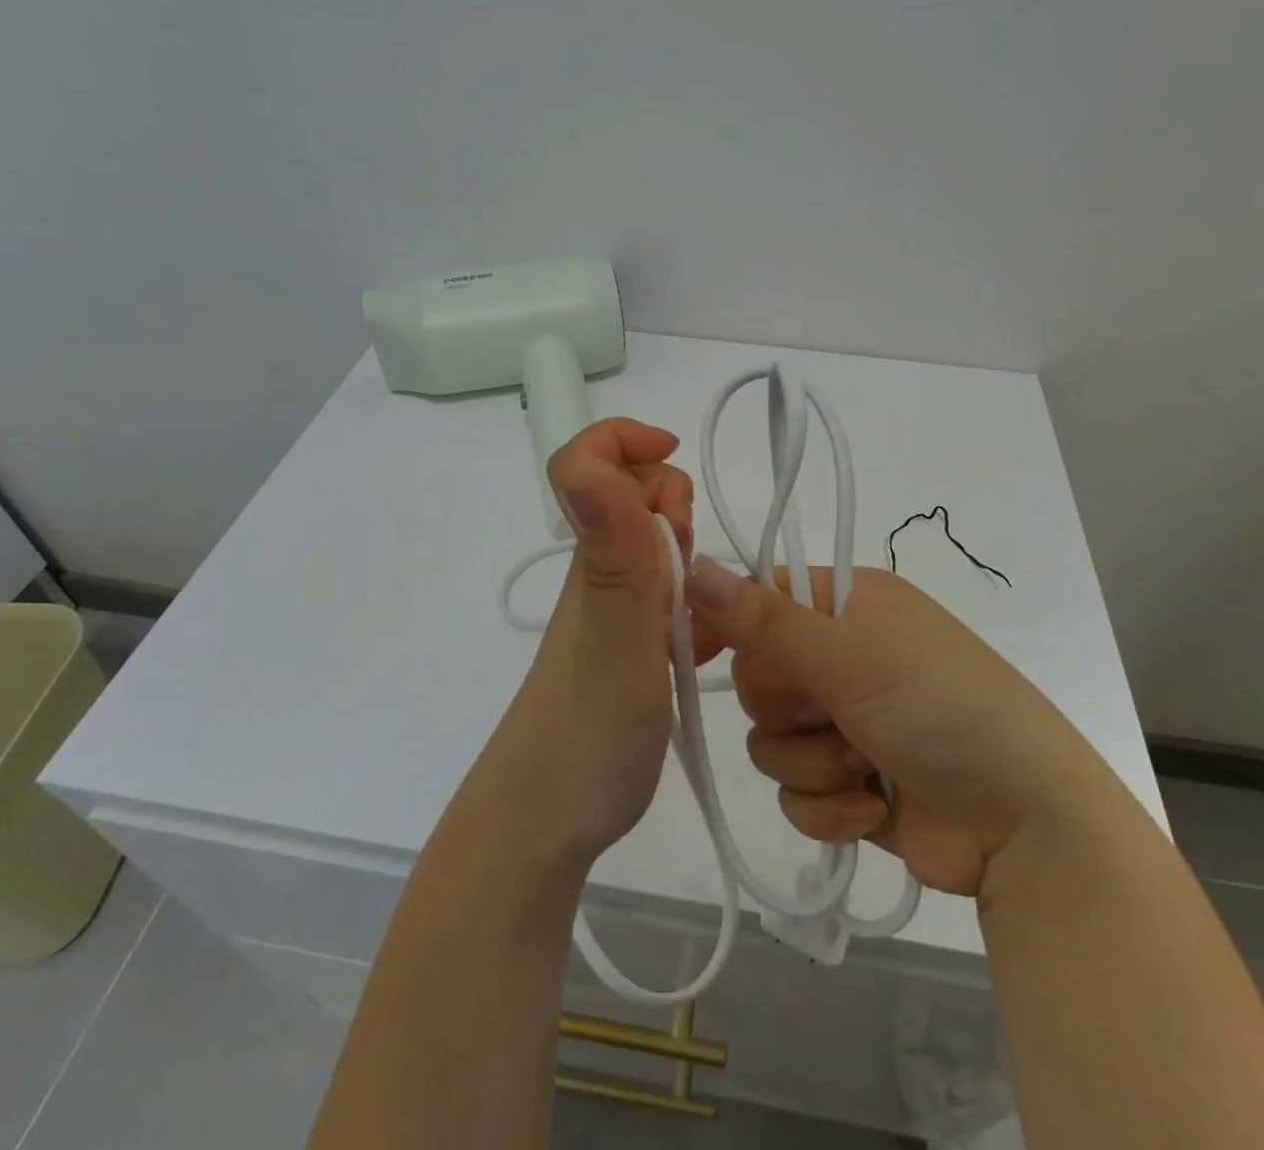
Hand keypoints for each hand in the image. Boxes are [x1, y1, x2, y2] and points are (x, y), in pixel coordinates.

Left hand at [474, 418, 693, 867]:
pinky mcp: (633, 648)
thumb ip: (613, 554)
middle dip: (677, 511)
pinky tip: (716, 646)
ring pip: (661, 549)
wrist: (547, 822)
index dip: (626, 442)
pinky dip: (701, 607)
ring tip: (706, 621)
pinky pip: (675, 600)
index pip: (587, 461)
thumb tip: (589, 462)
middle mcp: (602, 572)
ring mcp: (617, 611)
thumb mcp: (612, 640)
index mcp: (595, 556)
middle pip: (638, 497)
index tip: (676, 470)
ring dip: (694, 563)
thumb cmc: (586, 732)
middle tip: (690, 576)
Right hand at [685, 561, 1119, 905]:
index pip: (761, 598)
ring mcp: (847, 721)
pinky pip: (795, 791)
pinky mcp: (850, 783)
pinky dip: (827, 805)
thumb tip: (693, 565)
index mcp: (849, 603)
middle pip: (758, 675)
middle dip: (786, 707)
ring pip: (770, 739)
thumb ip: (763, 619)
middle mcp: (844, 655)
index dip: (730, 624)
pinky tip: (872, 808)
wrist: (1026, 826)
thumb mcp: (849, 655)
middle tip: (829, 711)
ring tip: (864, 767)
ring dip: (811, 761)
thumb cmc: (939, 709)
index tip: (699, 654)